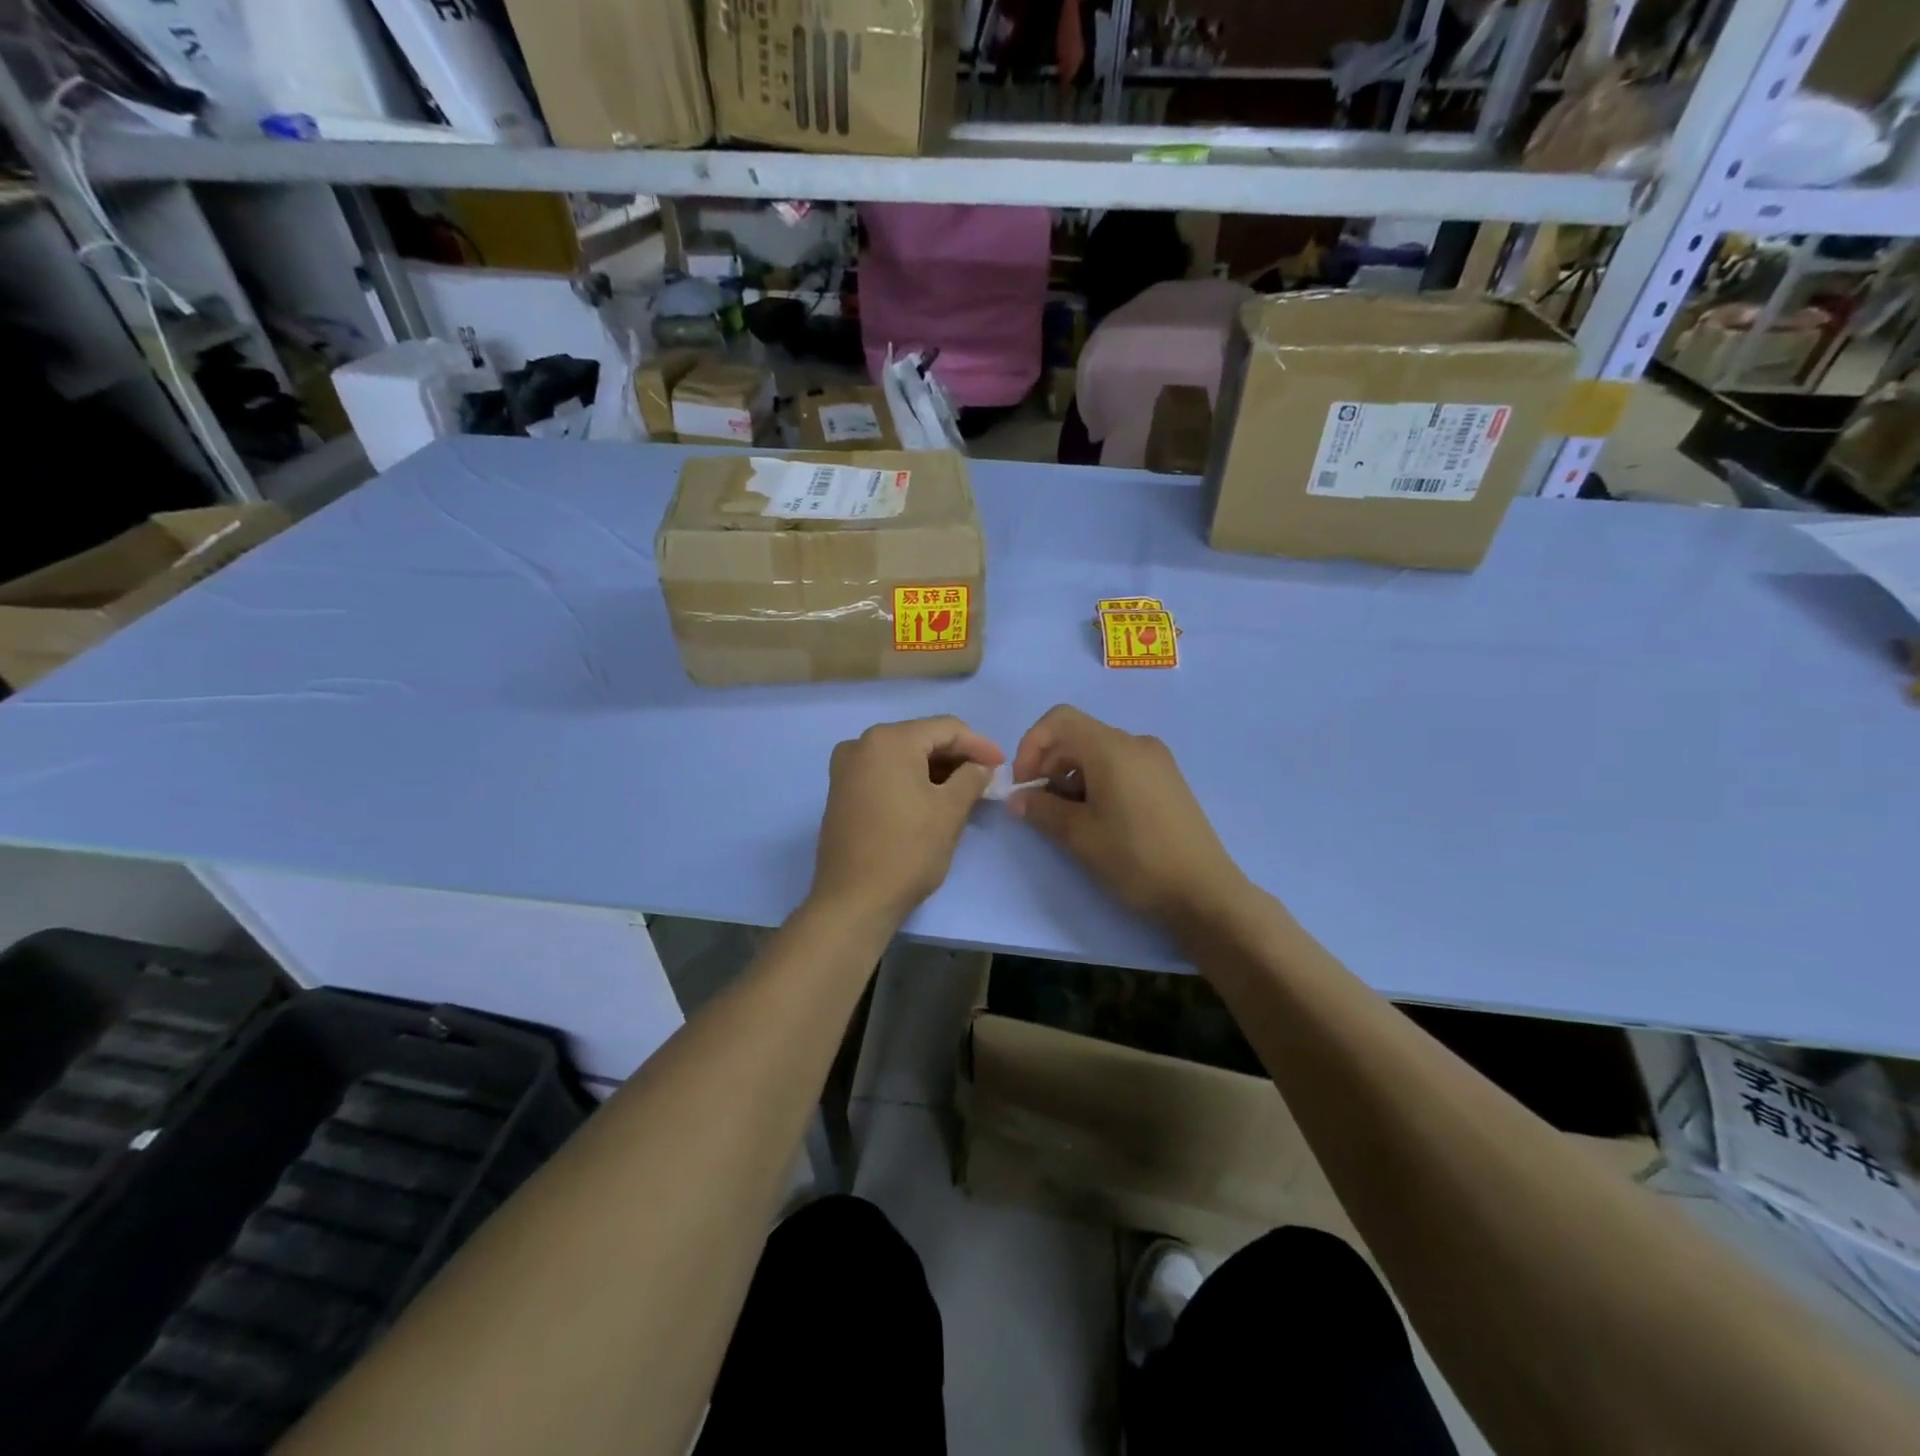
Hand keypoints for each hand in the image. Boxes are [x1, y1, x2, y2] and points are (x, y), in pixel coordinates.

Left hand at [809, 716, 1004, 926]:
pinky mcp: (841, 791)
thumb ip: (972, 778)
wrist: (854, 900)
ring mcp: (846, 768)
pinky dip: (910, 779)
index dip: (979, 744)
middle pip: (921, 738)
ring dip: (935, 769)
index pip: (946, 728)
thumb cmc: (907, 851)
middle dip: (956, 756)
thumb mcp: (950, 811)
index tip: (1003, 765)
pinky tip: (932, 797)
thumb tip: (981, 767)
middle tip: (986, 777)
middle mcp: (862, 744)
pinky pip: (884, 772)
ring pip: (902, 756)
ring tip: (965, 789)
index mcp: (889, 740)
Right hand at [1008, 705, 1247, 927]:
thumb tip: (1017, 798)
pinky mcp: (1167, 781)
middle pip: (1078, 736)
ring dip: (1072, 778)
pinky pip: (1121, 767)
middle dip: (1049, 766)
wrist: (1203, 891)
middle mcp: (1136, 743)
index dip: (1031, 745)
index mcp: (1113, 748)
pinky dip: (1097, 783)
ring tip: (1069, 820)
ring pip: (1099, 754)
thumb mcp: (1079, 835)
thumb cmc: (1135, 857)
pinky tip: (1099, 820)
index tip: (1024, 784)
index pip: (1060, 719)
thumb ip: (1041, 809)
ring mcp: (1156, 761)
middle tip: (1039, 808)